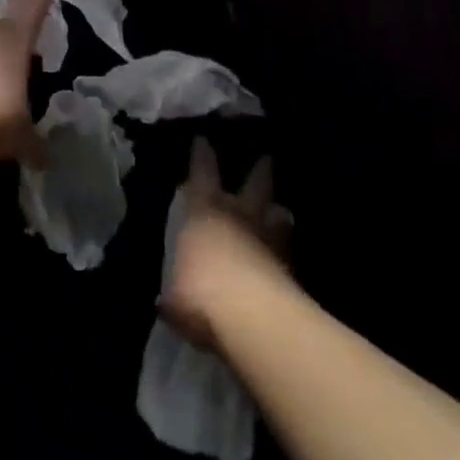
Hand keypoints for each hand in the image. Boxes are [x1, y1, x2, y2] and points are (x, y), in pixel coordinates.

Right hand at [159, 138, 293, 350]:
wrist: (254, 319)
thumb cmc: (201, 294)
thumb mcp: (175, 298)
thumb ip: (174, 295)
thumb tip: (167, 302)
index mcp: (204, 213)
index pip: (202, 175)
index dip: (202, 157)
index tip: (203, 139)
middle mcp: (239, 218)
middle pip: (255, 186)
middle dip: (259, 171)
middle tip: (266, 158)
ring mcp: (270, 242)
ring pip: (278, 217)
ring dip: (278, 213)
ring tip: (281, 211)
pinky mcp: (293, 270)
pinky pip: (288, 251)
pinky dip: (286, 250)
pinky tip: (286, 256)